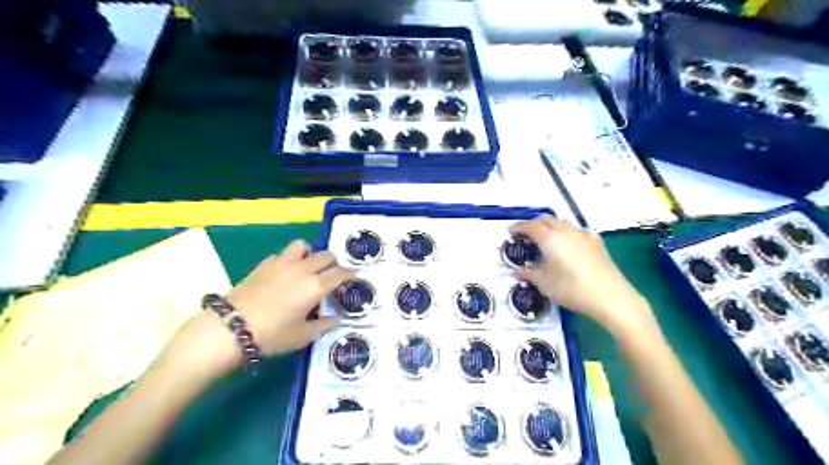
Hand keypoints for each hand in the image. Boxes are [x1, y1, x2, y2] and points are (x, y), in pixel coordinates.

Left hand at [160, 239, 352, 380]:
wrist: (230, 328)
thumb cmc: (272, 335)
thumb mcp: (302, 336)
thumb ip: (323, 325)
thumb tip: (335, 319)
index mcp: (315, 286)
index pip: (340, 273)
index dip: (350, 274)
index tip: (354, 276)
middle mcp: (302, 269)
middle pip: (325, 255)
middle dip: (334, 263)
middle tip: (333, 274)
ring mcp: (282, 263)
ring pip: (303, 246)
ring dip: (310, 254)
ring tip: (308, 267)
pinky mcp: (264, 264)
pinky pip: (283, 254)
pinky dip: (289, 259)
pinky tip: (284, 273)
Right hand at [510, 215, 657, 338]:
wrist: (611, 297)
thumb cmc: (571, 289)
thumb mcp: (544, 283)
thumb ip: (528, 273)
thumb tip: (516, 270)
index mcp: (550, 238)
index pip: (530, 226)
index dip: (519, 227)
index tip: (510, 231)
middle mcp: (566, 231)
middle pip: (547, 220)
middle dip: (534, 224)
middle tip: (525, 234)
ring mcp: (584, 235)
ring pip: (562, 223)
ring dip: (550, 226)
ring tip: (544, 238)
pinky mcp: (597, 243)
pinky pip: (575, 231)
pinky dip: (565, 233)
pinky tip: (566, 245)